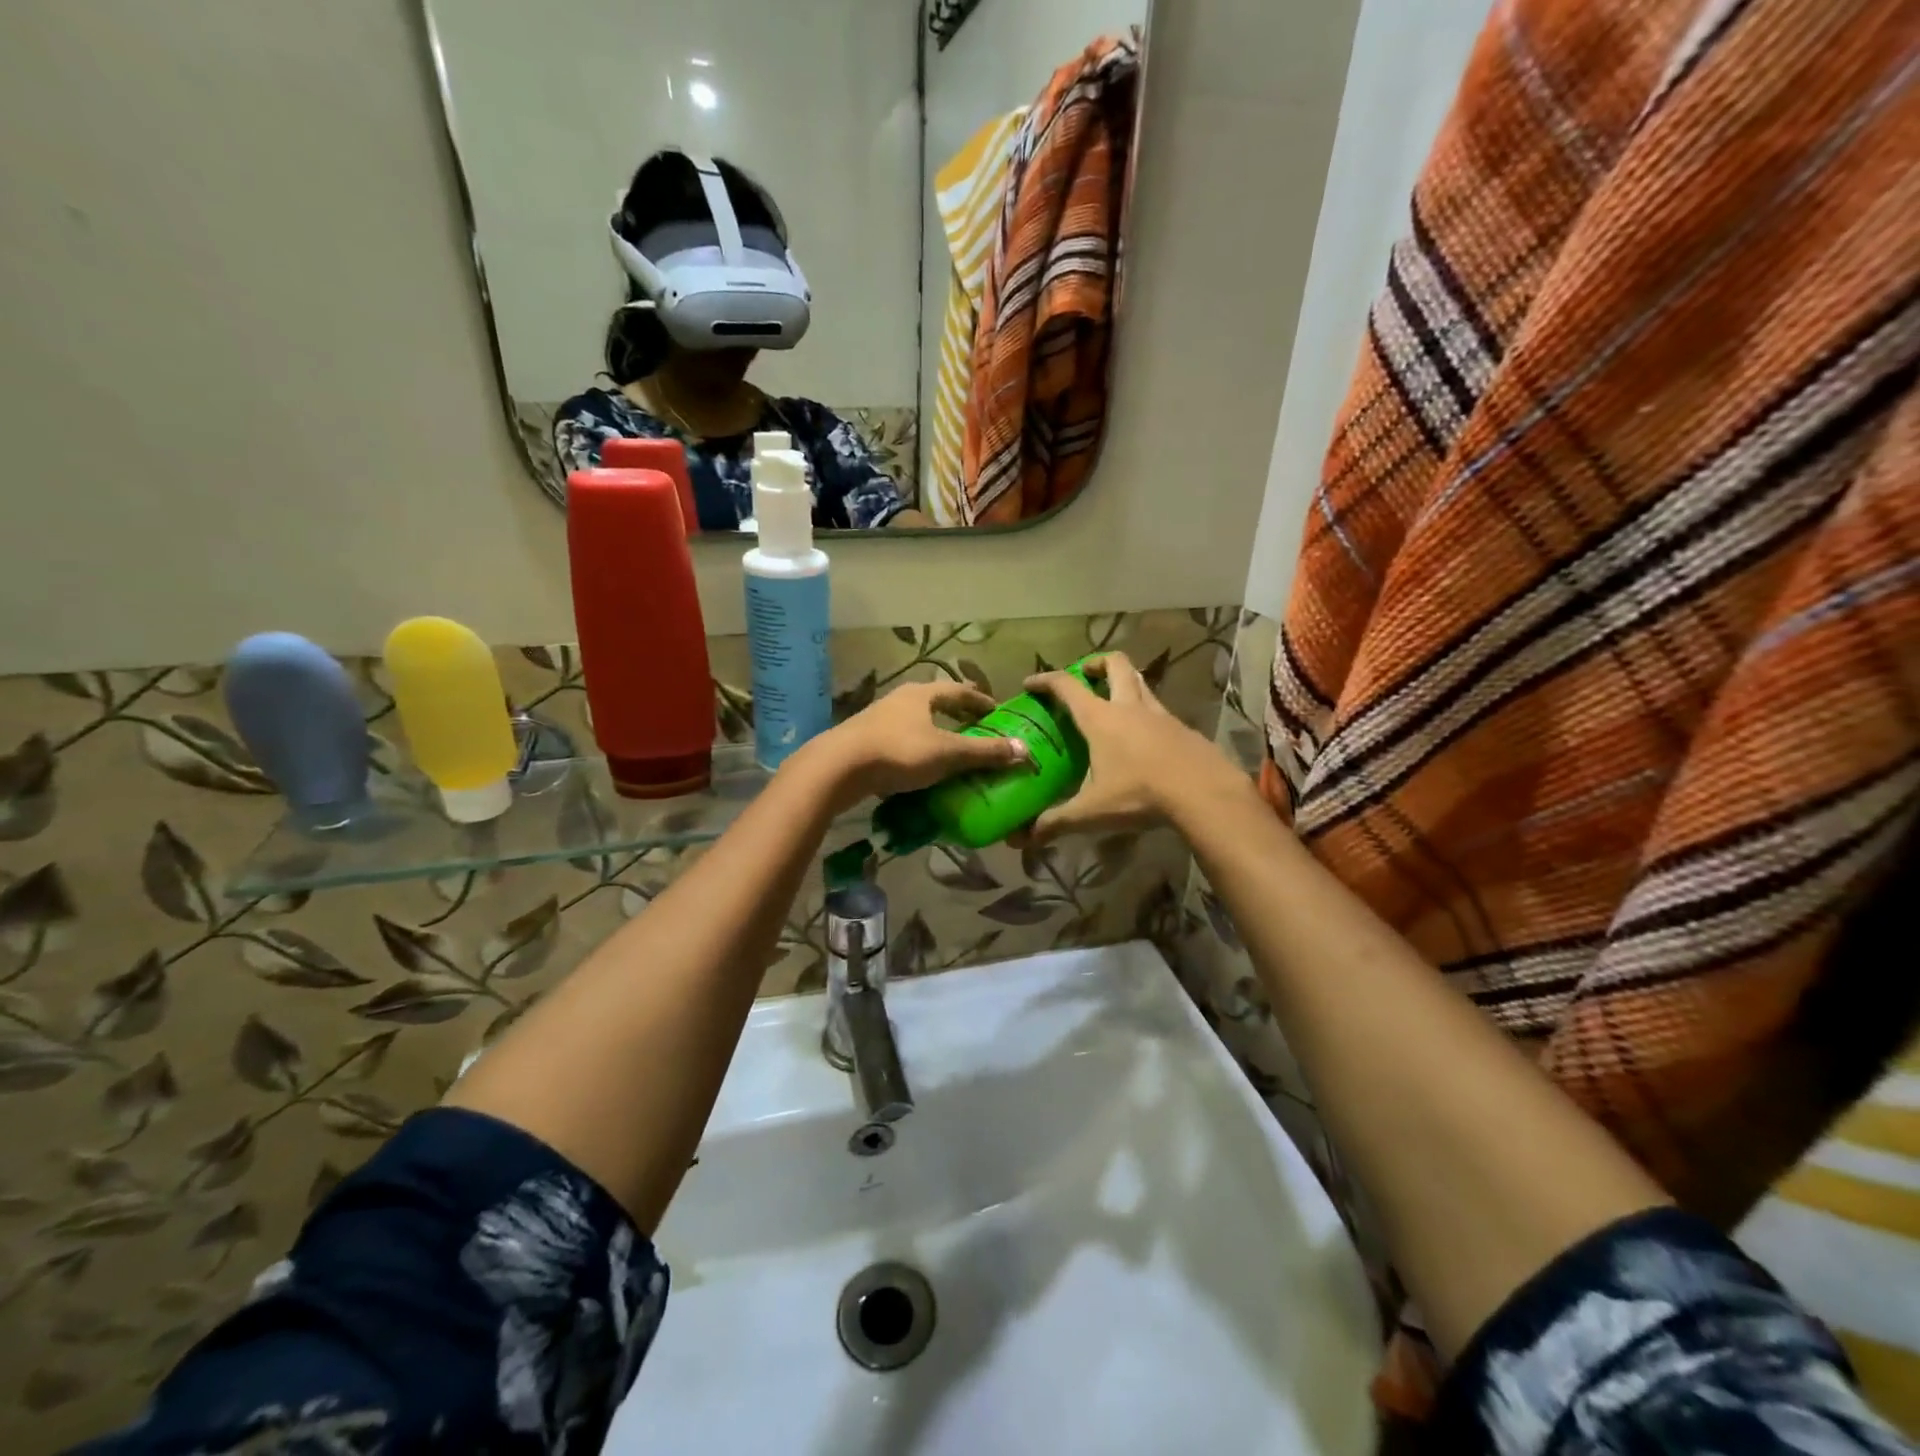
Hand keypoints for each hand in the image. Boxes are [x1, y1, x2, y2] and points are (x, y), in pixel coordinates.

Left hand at [799, 680, 1028, 812]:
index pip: (959, 691)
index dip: (980, 700)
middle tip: (976, 728)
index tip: (997, 711)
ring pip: (915, 721)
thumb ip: (984, 752)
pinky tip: (921, 767)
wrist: (838, 767)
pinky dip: (917, 750)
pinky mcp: (864, 741)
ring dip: (935, 732)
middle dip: (956, 714)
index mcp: (922, 694)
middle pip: (935, 703)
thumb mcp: (947, 753)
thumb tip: (1024, 750)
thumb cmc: (898, 752)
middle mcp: (900, 700)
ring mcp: (878, 719)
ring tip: (951, 749)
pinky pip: (900, 741)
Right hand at [1023, 653, 1244, 842]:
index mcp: (1101, 718)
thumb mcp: (1092, 812)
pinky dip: (1146, 715)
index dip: (1046, 680)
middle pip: (1115, 664)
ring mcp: (1161, 715)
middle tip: (1084, 678)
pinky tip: (1144, 741)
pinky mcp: (1184, 729)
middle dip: (1096, 664)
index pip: (1067, 686)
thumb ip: (1056, 822)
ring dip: (1125, 684)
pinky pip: (1160, 711)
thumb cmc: (1140, 795)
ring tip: (1113, 705)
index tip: (1030, 683)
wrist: (1205, 794)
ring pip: (1141, 683)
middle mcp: (1130, 707)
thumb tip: (1024, 838)